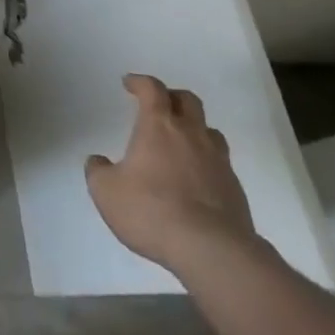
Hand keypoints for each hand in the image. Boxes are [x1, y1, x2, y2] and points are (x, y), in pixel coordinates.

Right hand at [86, 74, 256, 274]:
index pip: (152, 89)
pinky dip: (207, 164)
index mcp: (159, 126)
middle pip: (188, 100)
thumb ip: (98, 171)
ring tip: (182, 145)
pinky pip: (221, 165)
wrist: (212, 252)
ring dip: (195, 130)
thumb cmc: (152, 211)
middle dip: (172, 98)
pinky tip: (197, 183)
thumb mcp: (107, 192)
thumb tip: (98, 162)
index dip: (140, 82)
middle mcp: (191, 135)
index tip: (129, 83)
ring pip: (210, 131)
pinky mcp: (236, 190)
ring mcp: (218, 162)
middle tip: (159, 108)